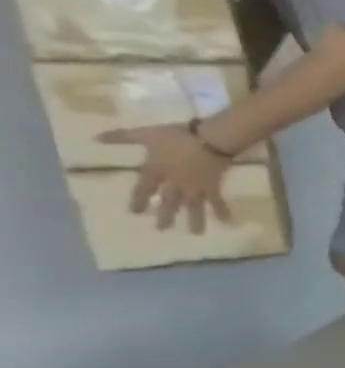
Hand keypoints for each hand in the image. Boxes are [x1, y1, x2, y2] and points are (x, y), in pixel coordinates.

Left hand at [97, 124, 232, 233]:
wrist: (210, 138)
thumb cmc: (177, 135)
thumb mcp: (146, 134)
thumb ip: (122, 137)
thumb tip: (95, 138)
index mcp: (156, 170)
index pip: (143, 189)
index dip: (138, 200)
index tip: (135, 213)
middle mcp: (174, 183)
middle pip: (168, 202)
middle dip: (165, 215)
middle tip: (162, 229)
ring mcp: (195, 186)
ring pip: (193, 206)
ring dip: (194, 219)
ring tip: (195, 233)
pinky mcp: (213, 186)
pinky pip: (218, 200)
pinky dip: (222, 210)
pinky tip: (225, 221)